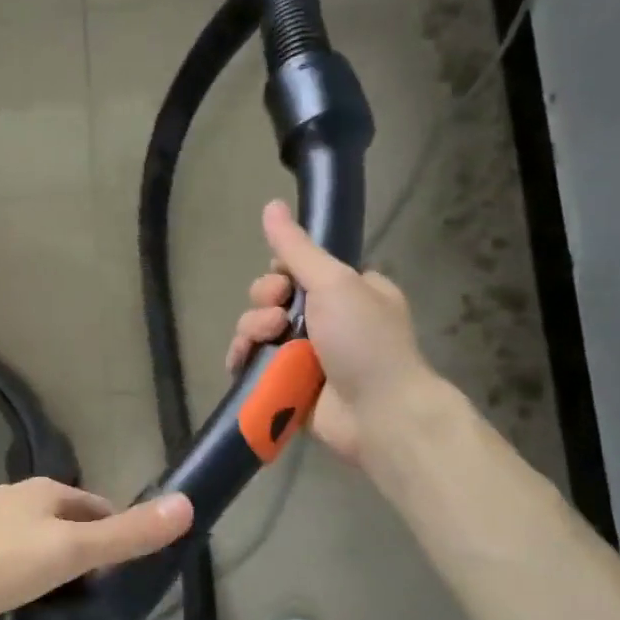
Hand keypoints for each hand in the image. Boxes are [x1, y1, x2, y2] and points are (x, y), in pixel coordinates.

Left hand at [0, 478, 192, 619]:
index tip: (124, 573)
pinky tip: (16, 592)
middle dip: (84, 548)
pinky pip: (7, 549)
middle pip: (67, 519)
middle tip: (94, 593)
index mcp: (46, 490)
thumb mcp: (70, 552)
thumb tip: (187, 504)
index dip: (116, 534)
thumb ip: (126, 534)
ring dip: (53, 558)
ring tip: (59, 598)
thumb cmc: (0, 561)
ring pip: (36, 534)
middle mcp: (17, 494)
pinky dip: (22, 566)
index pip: (98, 506)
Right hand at [224, 199, 437, 467]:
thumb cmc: (365, 342)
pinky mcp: (288, 384)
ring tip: (265, 344)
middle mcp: (327, 320)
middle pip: (272, 298)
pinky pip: (254, 363)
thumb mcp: (334, 283)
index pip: (299, 269)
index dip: (281, 272)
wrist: (380, 414)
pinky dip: (243, 359)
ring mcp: (307, 354)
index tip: (283, 282)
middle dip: (264, 303)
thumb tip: (271, 204)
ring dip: (252, 331)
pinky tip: (240, 362)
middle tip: (277, 318)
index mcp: (348, 291)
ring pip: (259, 330)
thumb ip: (297, 248)